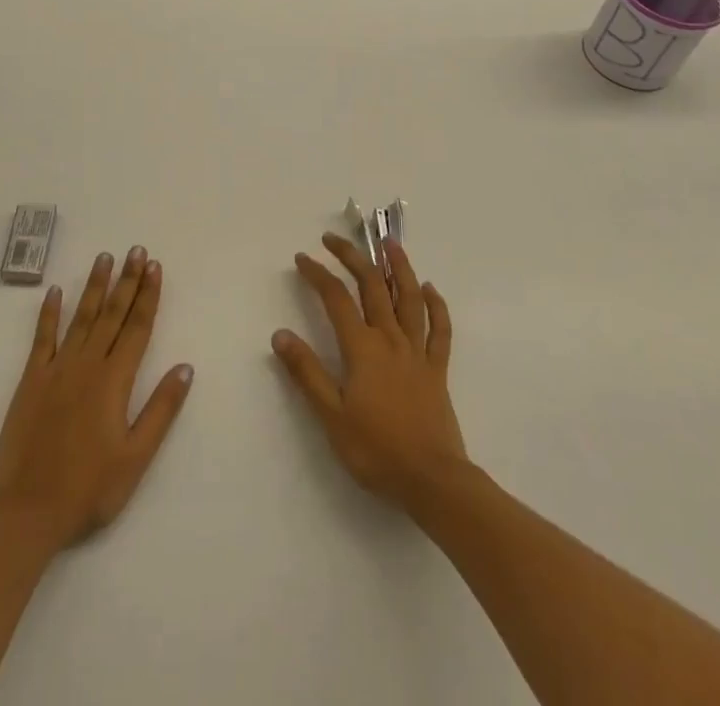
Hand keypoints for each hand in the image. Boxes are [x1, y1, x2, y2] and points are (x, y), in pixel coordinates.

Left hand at [0, 247, 193, 551]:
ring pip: (81, 317)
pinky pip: (42, 338)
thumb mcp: (136, 457)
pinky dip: (49, 313)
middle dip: (126, 280)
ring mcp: (56, 370)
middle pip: (112, 314)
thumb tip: (185, 367)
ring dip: (94, 286)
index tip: (155, 266)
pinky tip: (55, 291)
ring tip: (104, 258)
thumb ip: (161, 409)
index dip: (148, 295)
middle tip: (136, 250)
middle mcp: (87, 365)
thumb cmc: (89, 489)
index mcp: (115, 381)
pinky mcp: (31, 381)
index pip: (137, 327)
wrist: (27, 512)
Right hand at [272, 234, 465, 510]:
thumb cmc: (376, 450)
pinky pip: (439, 329)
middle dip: (351, 257)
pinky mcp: (437, 369)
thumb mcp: (331, 416)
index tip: (302, 258)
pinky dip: (436, 305)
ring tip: (390, 243)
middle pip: (371, 286)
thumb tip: (280, 334)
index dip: (317, 274)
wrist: (432, 480)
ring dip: (398, 267)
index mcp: (362, 348)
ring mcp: (417, 351)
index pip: (335, 299)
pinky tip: (429, 288)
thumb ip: (306, 372)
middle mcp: (390, 339)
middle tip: (333, 239)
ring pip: (409, 298)